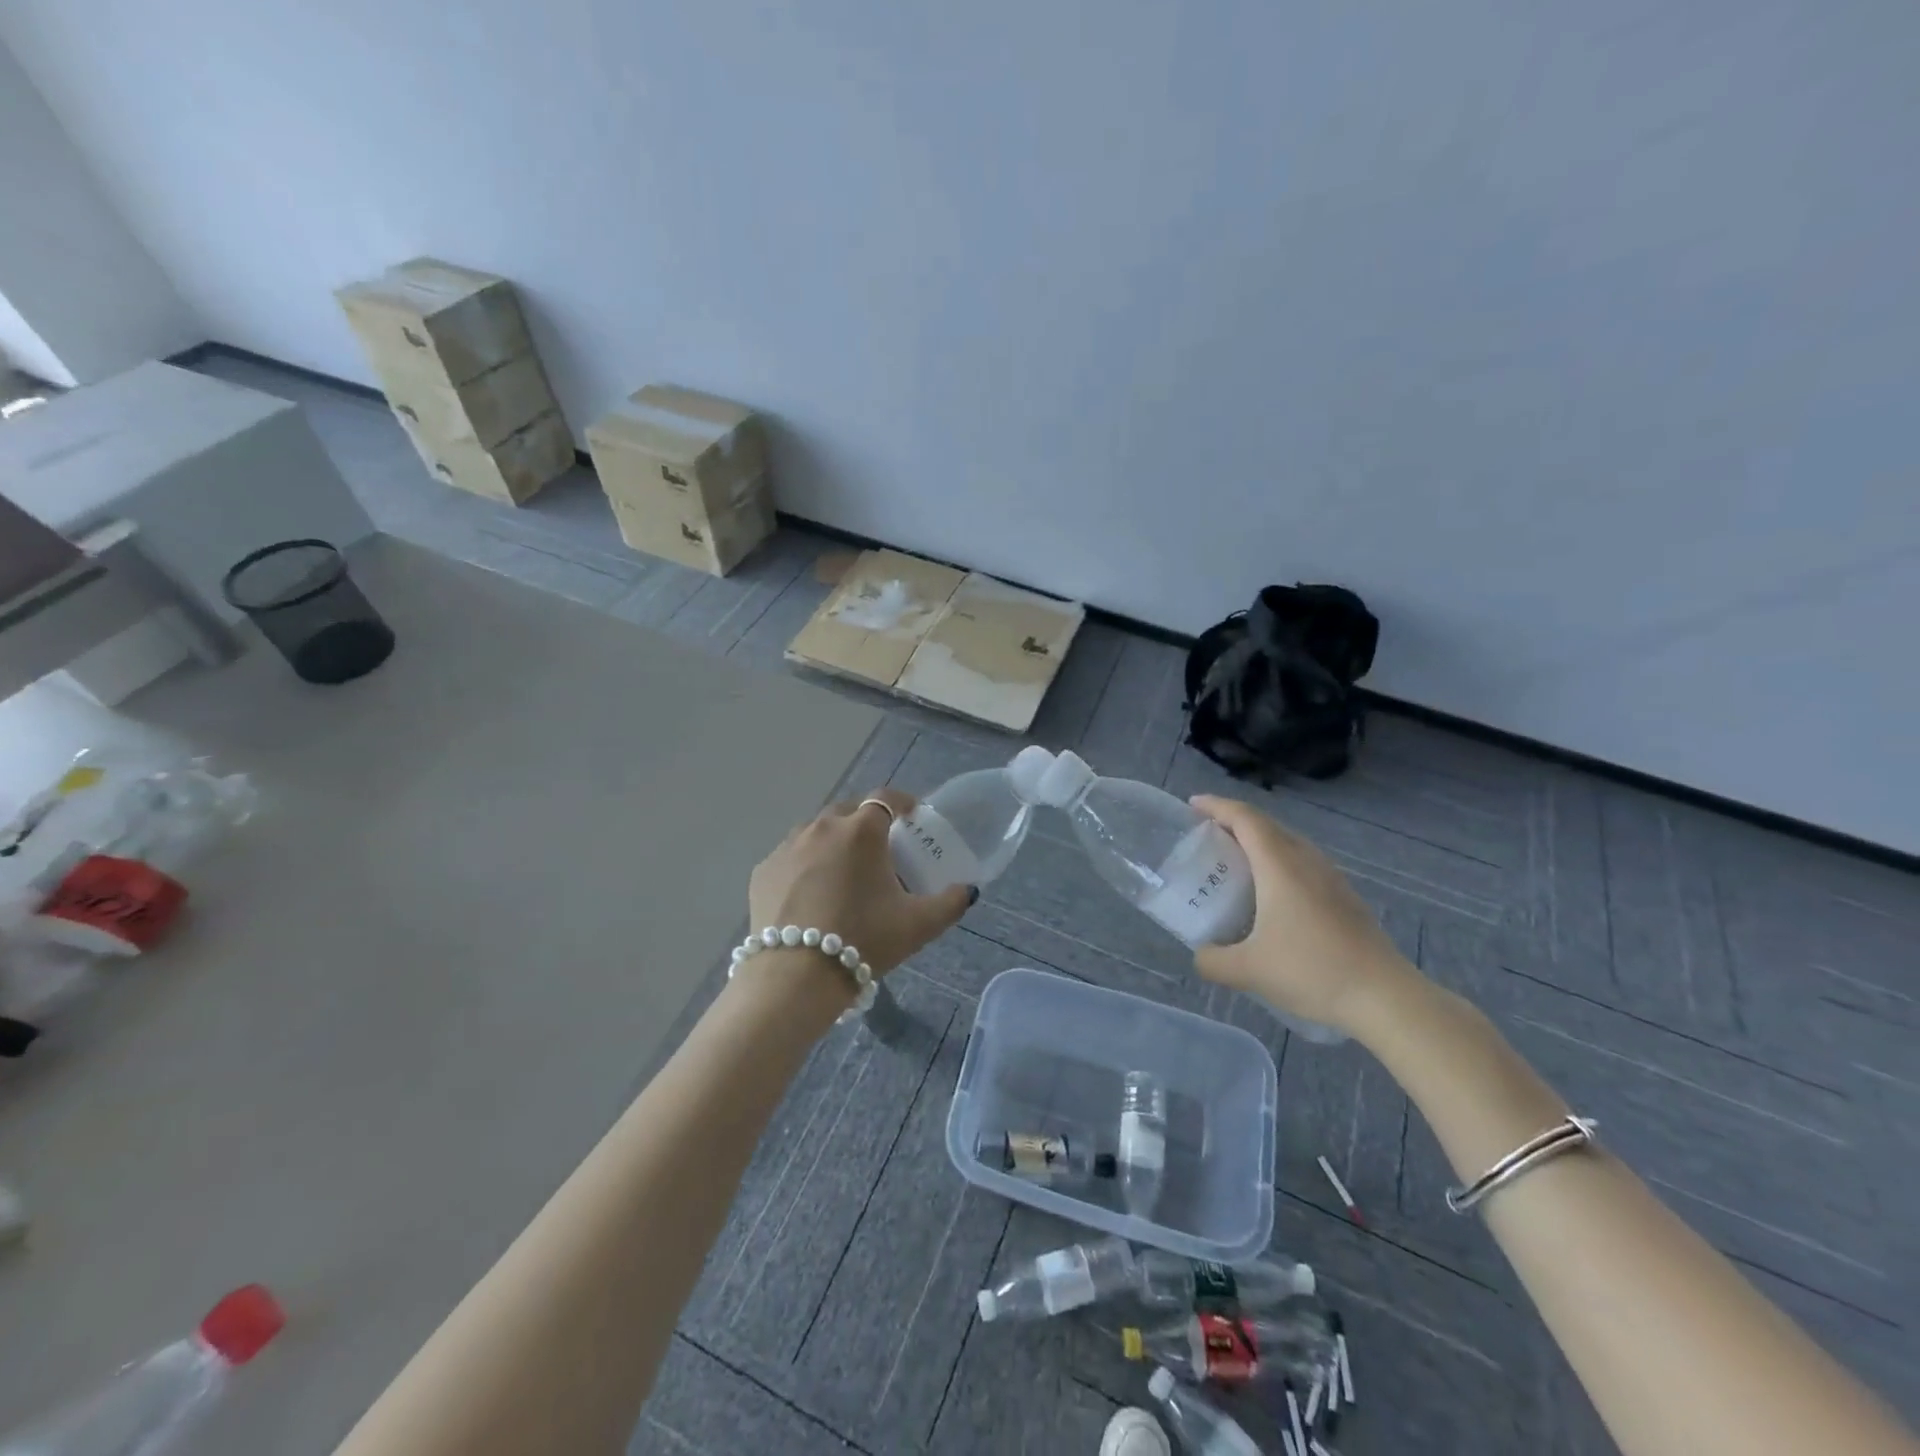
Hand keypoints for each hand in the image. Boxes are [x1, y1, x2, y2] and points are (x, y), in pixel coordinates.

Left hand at [748, 789, 973, 976]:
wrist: (795, 977)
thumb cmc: (864, 941)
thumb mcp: (918, 925)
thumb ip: (950, 902)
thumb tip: (967, 890)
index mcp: (861, 832)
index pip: (885, 798)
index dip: (902, 802)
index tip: (911, 816)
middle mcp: (821, 828)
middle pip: (848, 811)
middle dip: (865, 822)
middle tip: (879, 850)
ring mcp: (786, 847)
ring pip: (815, 832)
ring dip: (832, 842)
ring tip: (843, 871)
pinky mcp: (762, 871)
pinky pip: (790, 857)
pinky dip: (804, 865)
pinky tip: (810, 893)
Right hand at [1189, 795, 1421, 1034]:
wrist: (1386, 998)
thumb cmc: (1312, 971)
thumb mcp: (1249, 971)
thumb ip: (1213, 961)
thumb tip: (1201, 955)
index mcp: (1280, 865)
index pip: (1244, 818)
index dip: (1216, 806)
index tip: (1192, 804)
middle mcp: (1306, 861)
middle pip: (1267, 826)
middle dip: (1234, 822)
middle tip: (1207, 836)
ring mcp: (1331, 878)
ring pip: (1289, 844)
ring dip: (1260, 843)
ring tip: (1236, 863)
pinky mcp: (1346, 898)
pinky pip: (1304, 865)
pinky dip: (1279, 865)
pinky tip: (1272, 897)